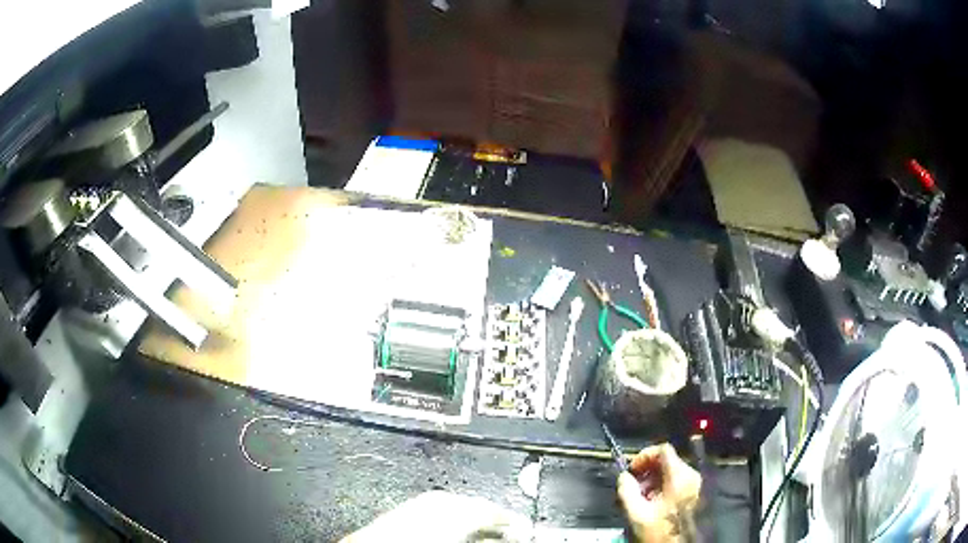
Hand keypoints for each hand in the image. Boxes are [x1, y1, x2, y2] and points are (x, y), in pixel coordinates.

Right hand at [617, 443, 700, 541]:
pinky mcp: (694, 493)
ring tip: (641, 497)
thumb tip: (623, 477)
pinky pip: (677, 481)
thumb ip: (627, 491)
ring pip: (671, 471)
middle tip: (634, 486)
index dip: (644, 455)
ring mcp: (695, 484)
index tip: (632, 470)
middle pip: (667, 460)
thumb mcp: (637, 513)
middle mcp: (691, 476)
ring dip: (653, 480)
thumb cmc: (661, 530)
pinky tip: (653, 502)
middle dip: (646, 471)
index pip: (663, 449)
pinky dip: (662, 486)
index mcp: (679, 477)